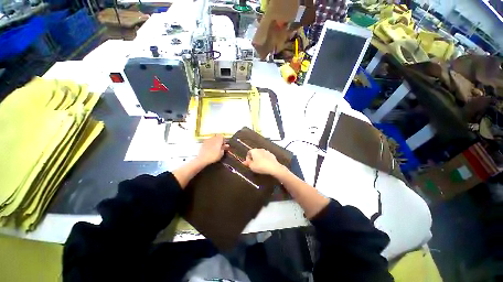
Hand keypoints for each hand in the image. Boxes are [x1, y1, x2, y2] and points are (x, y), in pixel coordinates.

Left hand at [197, 135, 228, 165]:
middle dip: (219, 141)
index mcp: (218, 139)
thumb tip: (226, 145)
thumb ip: (224, 148)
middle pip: (217, 137)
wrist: (202, 159)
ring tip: (215, 148)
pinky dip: (210, 144)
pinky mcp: (203, 143)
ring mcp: (207, 140)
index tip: (224, 144)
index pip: (222, 136)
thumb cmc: (213, 156)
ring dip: (214, 142)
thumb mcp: (221, 153)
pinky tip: (210, 150)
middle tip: (220, 147)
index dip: (223, 140)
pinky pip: (208, 142)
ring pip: (212, 139)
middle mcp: (212, 138)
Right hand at [242, 148, 283, 175]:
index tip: (248, 164)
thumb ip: (247, 163)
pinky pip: (266, 156)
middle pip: (255, 153)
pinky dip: (265, 159)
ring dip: (259, 158)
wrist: (273, 167)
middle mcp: (260, 149)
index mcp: (254, 150)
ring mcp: (267, 151)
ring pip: (261, 154)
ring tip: (260, 165)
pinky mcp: (272, 155)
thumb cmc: (260, 166)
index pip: (248, 152)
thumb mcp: (252, 166)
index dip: (248, 158)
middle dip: (253, 158)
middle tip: (253, 165)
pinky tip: (265, 165)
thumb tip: (244, 162)